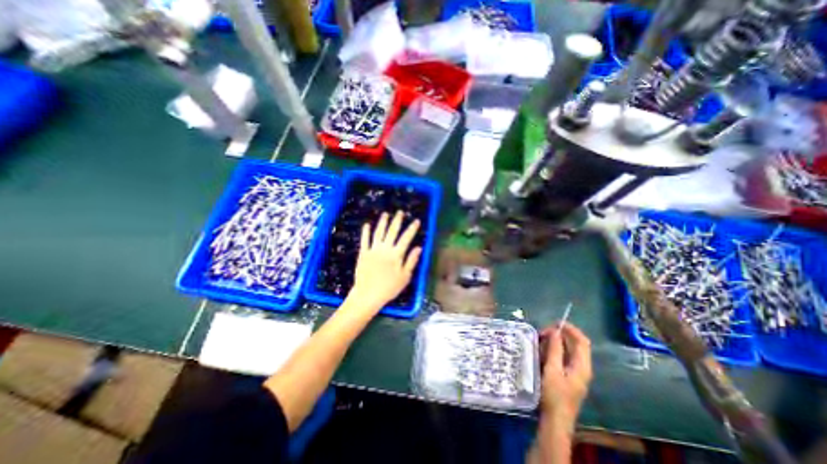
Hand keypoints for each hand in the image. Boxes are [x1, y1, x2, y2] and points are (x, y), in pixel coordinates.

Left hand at [348, 213, 421, 313]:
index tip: (416, 221)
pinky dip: (366, 232)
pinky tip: (367, 224)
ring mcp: (373, 250)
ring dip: (382, 222)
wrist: (368, 294)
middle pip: (392, 231)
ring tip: (386, 214)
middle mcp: (385, 249)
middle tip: (400, 212)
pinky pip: (364, 240)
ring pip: (378, 232)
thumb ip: (411, 261)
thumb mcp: (405, 277)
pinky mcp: (363, 253)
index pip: (406, 238)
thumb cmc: (389, 288)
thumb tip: (419, 247)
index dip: (412, 229)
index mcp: (396, 255)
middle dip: (397, 221)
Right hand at [541, 322, 591, 427]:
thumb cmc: (554, 395)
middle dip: (560, 335)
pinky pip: (563, 357)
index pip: (582, 341)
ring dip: (555, 342)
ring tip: (540, 339)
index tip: (556, 322)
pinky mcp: (567, 376)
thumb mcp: (552, 370)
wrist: (555, 420)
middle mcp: (582, 368)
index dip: (571, 329)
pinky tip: (542, 351)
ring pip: (568, 351)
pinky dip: (554, 350)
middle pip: (575, 345)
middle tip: (542, 332)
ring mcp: (575, 373)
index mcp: (582, 366)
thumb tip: (556, 331)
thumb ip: (555, 350)